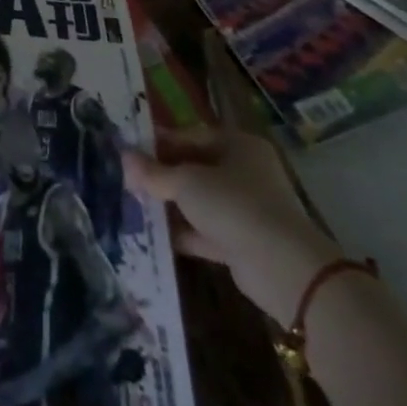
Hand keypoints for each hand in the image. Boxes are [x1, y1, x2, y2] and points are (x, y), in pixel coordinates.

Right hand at [125, 128, 341, 323]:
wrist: (283, 269)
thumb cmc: (234, 206)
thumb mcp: (186, 182)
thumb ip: (153, 172)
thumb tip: (123, 156)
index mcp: (238, 146)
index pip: (191, 136)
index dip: (160, 142)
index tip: (131, 151)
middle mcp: (245, 173)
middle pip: (195, 167)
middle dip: (162, 175)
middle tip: (130, 179)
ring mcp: (246, 209)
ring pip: (199, 200)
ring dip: (170, 204)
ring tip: (135, 204)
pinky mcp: (243, 242)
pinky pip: (206, 230)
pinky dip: (183, 231)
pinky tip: (154, 233)